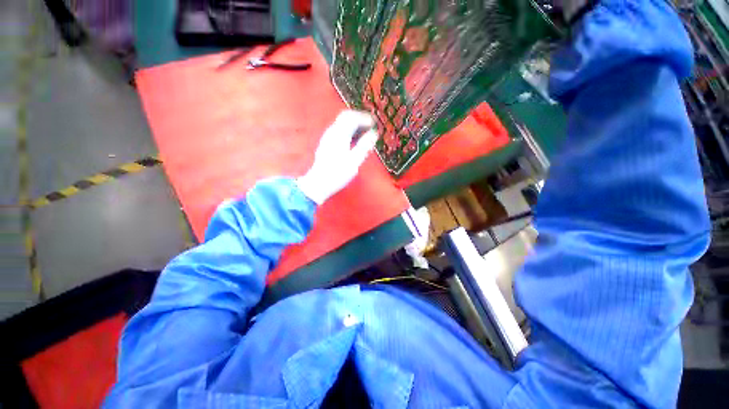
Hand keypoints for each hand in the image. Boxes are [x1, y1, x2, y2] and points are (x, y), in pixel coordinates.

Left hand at [296, 110, 378, 204]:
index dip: (365, 118)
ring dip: (355, 124)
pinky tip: (355, 140)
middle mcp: (332, 132)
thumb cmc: (337, 174)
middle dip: (360, 118)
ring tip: (366, 132)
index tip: (376, 123)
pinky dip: (349, 130)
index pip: (353, 118)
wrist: (319, 183)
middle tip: (371, 125)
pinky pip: (339, 130)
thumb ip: (364, 145)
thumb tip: (374, 133)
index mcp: (339, 135)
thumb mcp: (354, 161)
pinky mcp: (327, 143)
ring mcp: (328, 137)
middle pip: (346, 116)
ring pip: (342, 123)